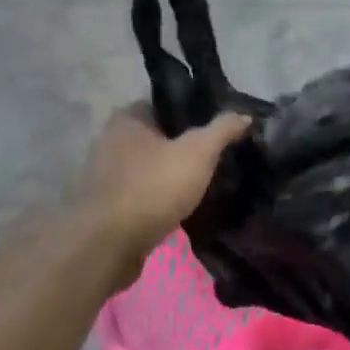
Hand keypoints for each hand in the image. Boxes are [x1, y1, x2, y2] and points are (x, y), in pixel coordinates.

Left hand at [80, 105, 250, 265]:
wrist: (109, 245)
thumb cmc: (153, 187)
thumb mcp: (198, 152)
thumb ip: (222, 129)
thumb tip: (244, 115)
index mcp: (127, 118)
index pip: (166, 105)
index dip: (194, 113)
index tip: (220, 128)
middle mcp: (110, 141)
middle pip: (159, 138)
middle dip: (185, 147)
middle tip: (219, 157)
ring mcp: (106, 176)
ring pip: (151, 168)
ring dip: (173, 176)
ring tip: (206, 184)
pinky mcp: (108, 207)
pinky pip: (143, 195)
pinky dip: (161, 199)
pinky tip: (184, 208)